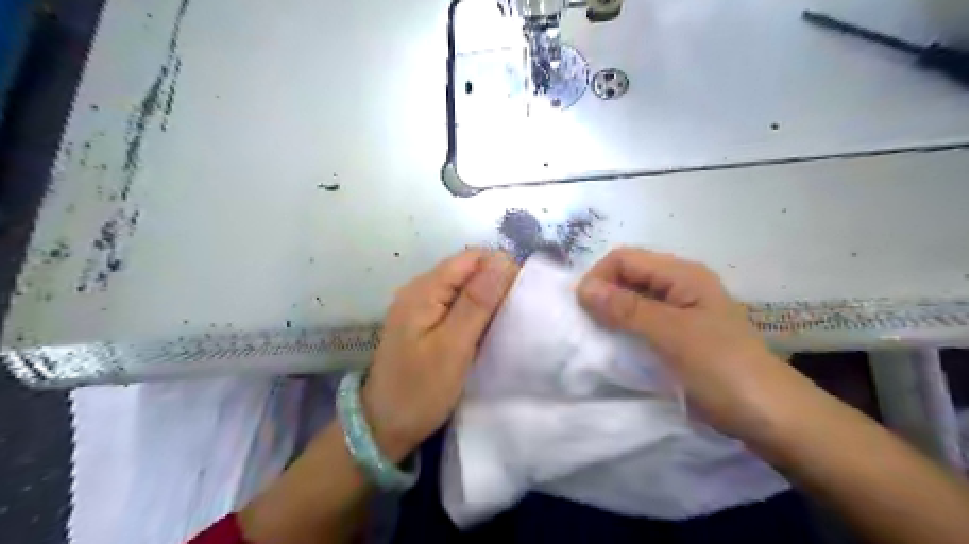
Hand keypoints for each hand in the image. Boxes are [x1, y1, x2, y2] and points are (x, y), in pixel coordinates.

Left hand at [360, 249, 518, 458]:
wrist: (384, 426)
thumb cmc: (420, 389)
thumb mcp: (453, 346)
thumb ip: (477, 302)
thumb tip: (503, 260)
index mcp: (424, 289)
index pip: (471, 258)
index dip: (500, 268)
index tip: (521, 296)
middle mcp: (420, 289)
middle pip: (467, 270)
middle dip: (495, 284)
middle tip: (514, 314)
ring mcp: (420, 306)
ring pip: (464, 287)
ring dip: (487, 299)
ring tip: (505, 323)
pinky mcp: (424, 322)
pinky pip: (455, 304)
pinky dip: (475, 313)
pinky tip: (485, 330)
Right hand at [573, 247, 801, 436]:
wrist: (768, 416)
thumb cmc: (722, 368)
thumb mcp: (672, 334)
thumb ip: (627, 309)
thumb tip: (583, 288)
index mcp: (682, 274)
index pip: (625, 258)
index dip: (599, 277)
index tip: (581, 308)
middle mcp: (678, 286)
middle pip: (627, 276)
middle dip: (602, 294)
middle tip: (586, 325)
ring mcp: (678, 311)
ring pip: (631, 300)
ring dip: (610, 314)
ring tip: (597, 337)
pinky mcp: (676, 335)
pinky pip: (640, 322)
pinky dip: (622, 330)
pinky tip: (615, 346)